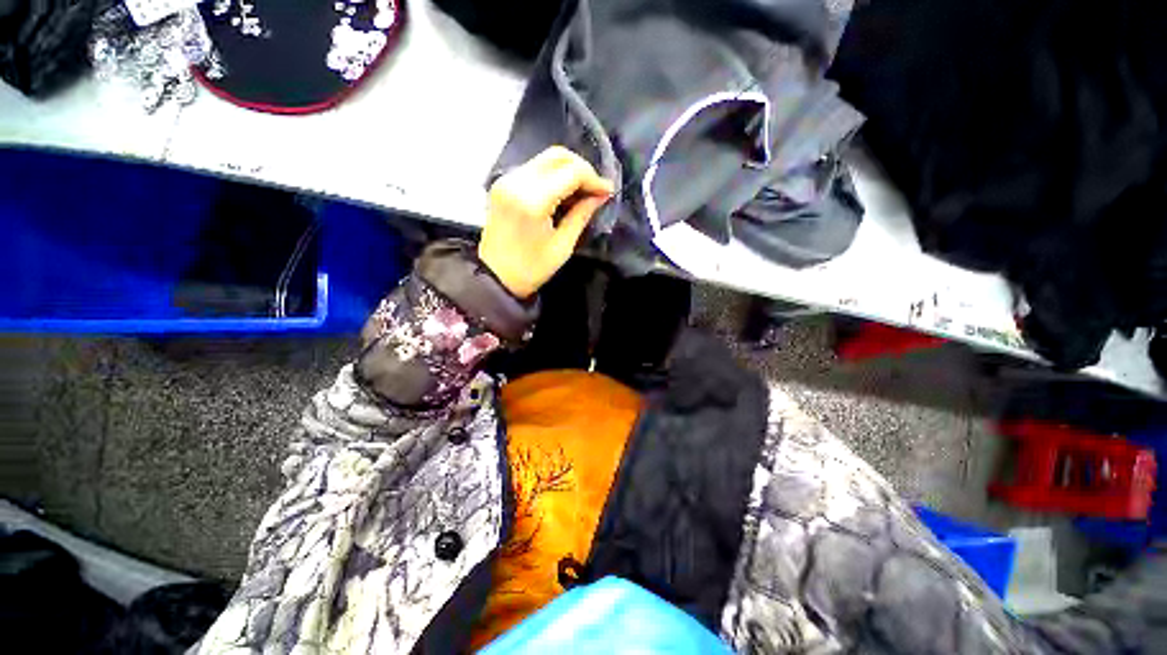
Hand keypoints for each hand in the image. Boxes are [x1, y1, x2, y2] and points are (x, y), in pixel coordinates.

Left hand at [479, 146, 614, 298]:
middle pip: (557, 156)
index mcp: (533, 200)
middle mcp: (517, 181)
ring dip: (568, 170)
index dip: (594, 179)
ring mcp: (506, 180)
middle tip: (595, 189)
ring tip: (582, 192)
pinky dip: (552, 175)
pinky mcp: (502, 184)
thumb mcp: (563, 246)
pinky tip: (562, 192)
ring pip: (545, 159)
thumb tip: (601, 195)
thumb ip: (582, 215)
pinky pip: (534, 168)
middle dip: (582, 169)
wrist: (495, 277)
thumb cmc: (532, 268)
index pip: (572, 172)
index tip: (607, 192)